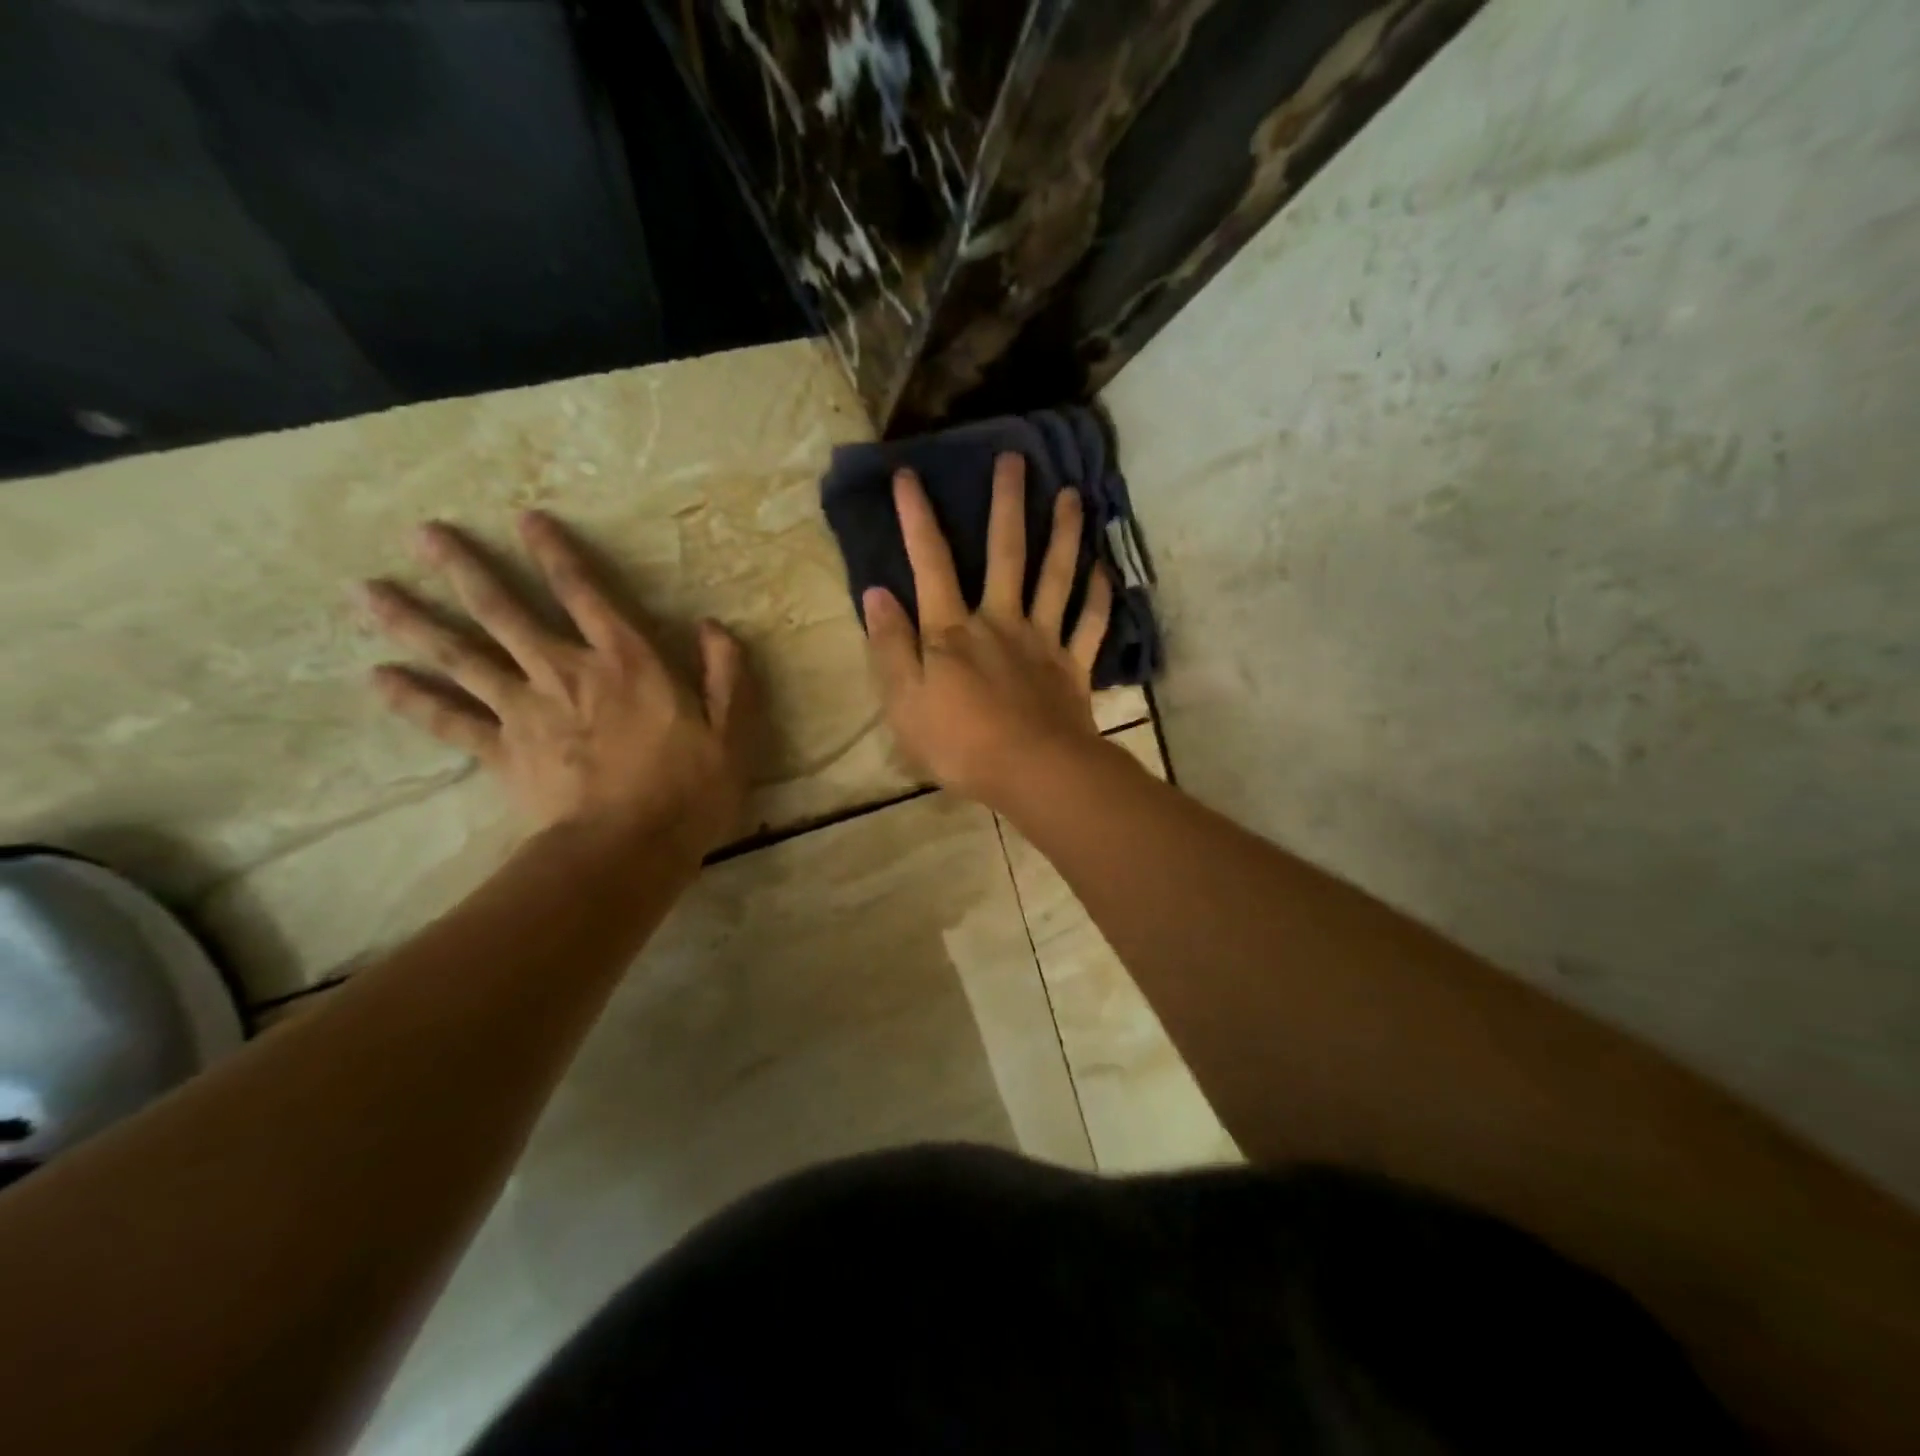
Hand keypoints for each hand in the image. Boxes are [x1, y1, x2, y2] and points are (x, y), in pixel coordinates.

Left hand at [361, 511, 749, 860]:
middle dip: (465, 570)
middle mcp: (567, 672)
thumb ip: (727, 674)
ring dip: (415, 621)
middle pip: (506, 612)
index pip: (586, 594)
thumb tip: (712, 627)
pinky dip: (412, 700)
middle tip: (423, 533)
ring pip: (462, 656)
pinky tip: (376, 678)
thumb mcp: (734, 730)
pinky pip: (449, 721)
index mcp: (627, 663)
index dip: (556, 554)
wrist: (628, 849)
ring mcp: (526, 711)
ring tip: (368, 590)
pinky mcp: (501, 751)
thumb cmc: (690, 790)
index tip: (524, 519)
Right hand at [863, 453, 1111, 807]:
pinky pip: (1088, 625)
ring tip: (1072, 494)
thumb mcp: (904, 702)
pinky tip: (1103, 570)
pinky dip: (1098, 597)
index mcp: (953, 631)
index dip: (917, 518)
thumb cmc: (959, 744)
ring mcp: (1042, 641)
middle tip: (1015, 459)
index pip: (931, 563)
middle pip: (1006, 554)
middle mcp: (1000, 622)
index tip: (909, 475)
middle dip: (1008, 504)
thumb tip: (876, 593)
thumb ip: (890, 647)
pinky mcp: (1073, 667)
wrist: (1032, 772)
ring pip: (1056, 578)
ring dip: (1064, 534)